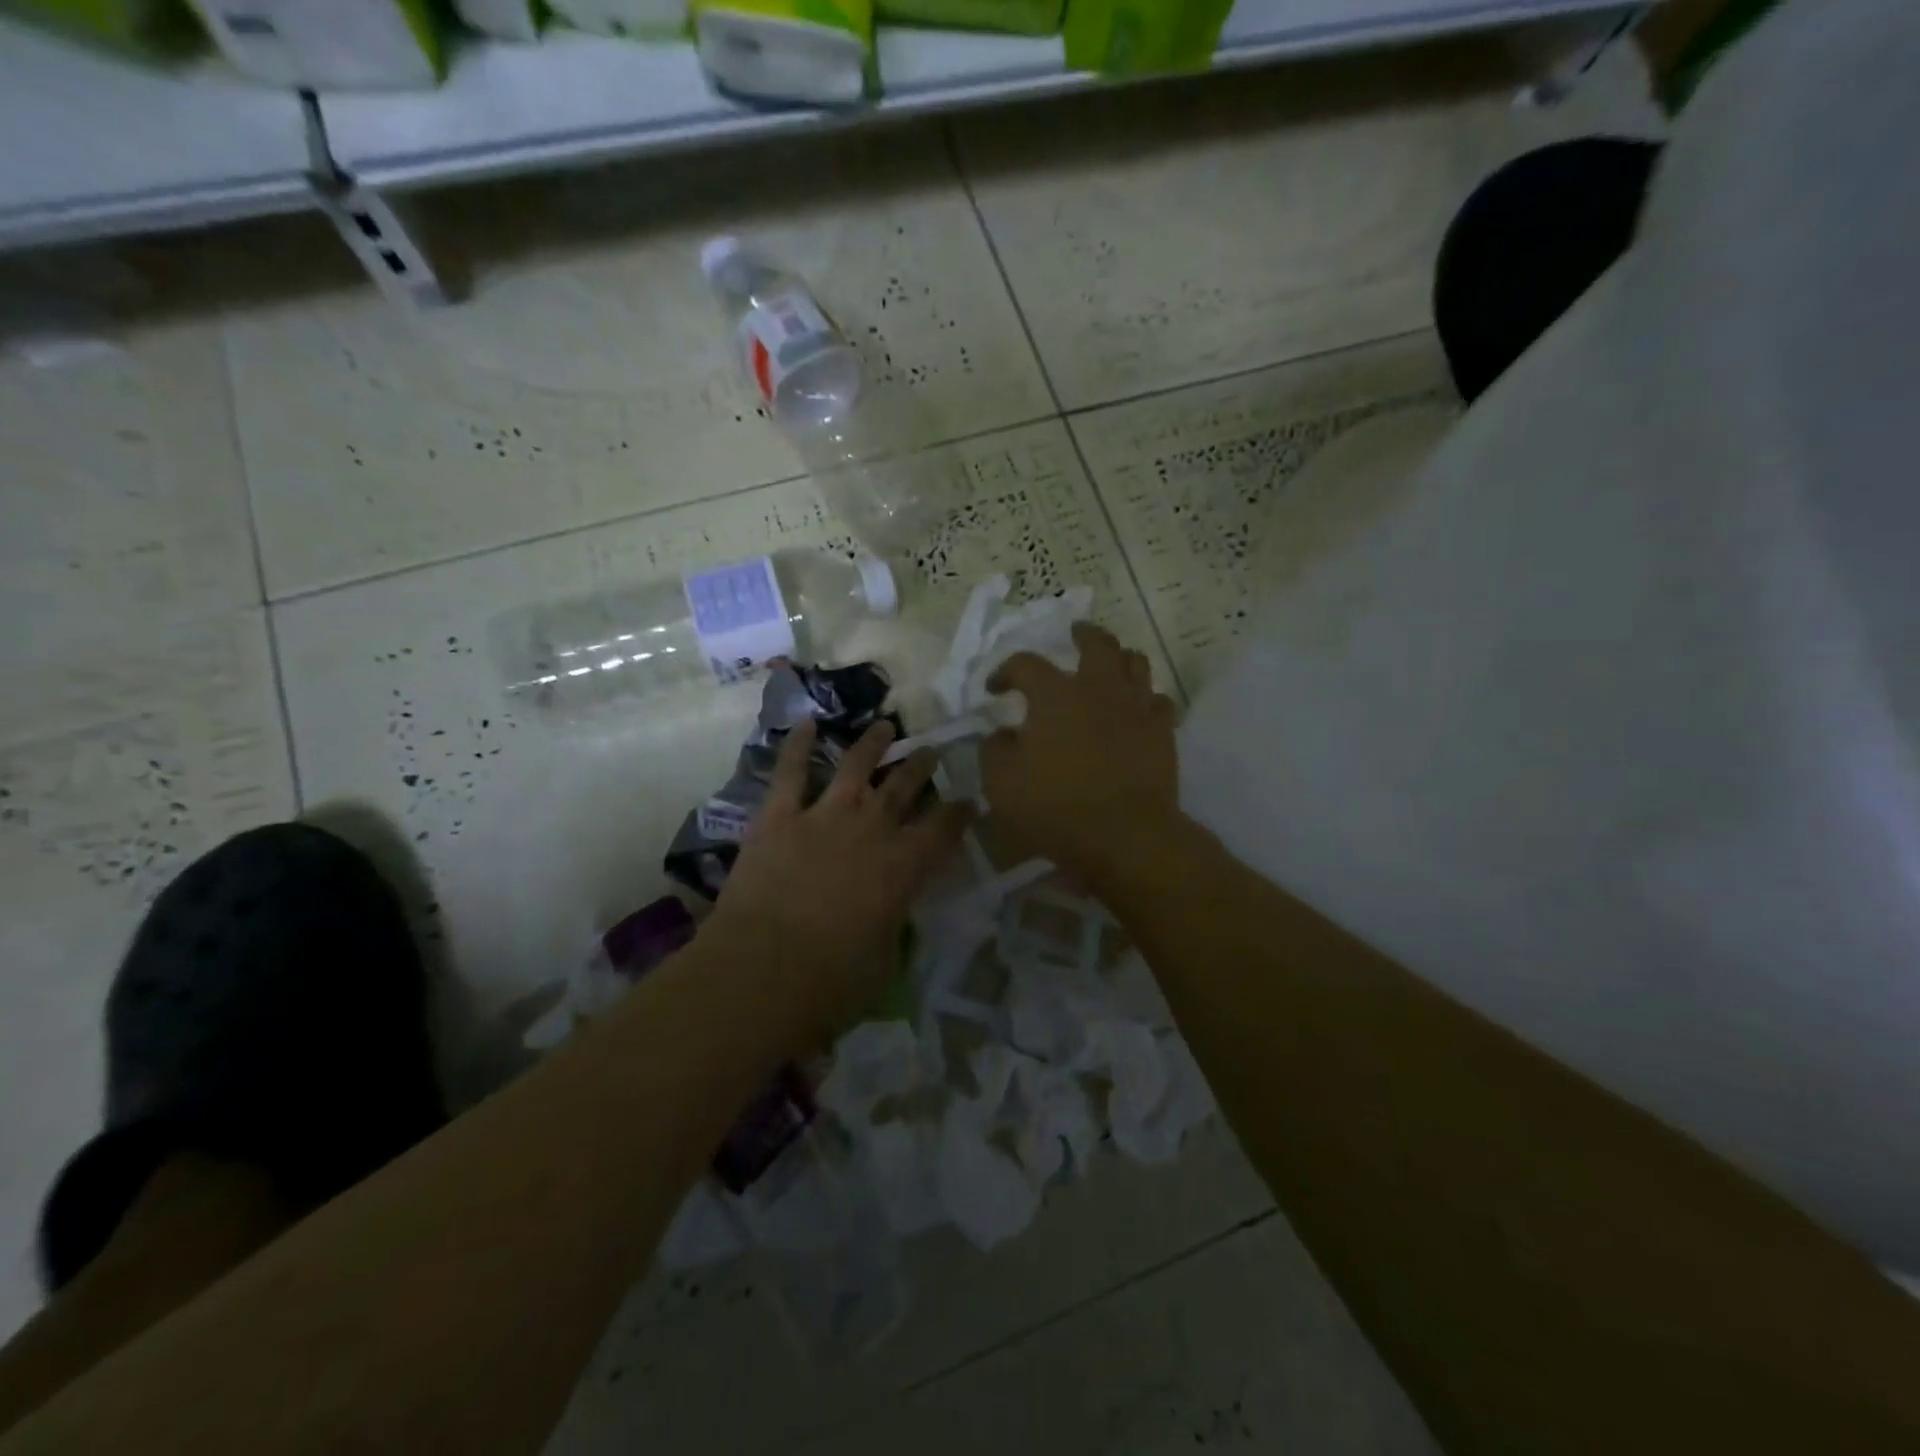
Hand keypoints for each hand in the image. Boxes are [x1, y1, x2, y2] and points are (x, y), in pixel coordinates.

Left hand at [708, 719, 970, 1040]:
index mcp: (903, 867)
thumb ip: (891, 926)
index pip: (944, 830)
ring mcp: (823, 817)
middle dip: (921, 768)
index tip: (969, 801)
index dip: (959, 813)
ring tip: (885, 726)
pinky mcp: (778, 817)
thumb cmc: (830, 982)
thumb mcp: (883, 962)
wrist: (761, 970)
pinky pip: (791, 772)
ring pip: (855, 767)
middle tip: (932, 752)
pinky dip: (798, 746)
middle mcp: (871, 830)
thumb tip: (890, 915)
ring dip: (872, 744)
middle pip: (904, 788)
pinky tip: (806, 723)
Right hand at [979, 622, 1178, 880]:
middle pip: (1096, 643)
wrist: (1126, 835)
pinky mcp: (1163, 732)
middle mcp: (1098, 689)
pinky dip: (1145, 698)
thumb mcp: (1001, 784)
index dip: (1006, 671)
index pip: (1025, 664)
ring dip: (1119, 658)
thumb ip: (995, 751)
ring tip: (1110, 665)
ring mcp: (1136, 707)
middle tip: (1075, 633)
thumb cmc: (1056, 807)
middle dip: (1083, 634)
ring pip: (1135, 662)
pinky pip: (1158, 700)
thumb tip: (1002, 735)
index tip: (996, 689)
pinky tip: (1137, 710)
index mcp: (1055, 695)